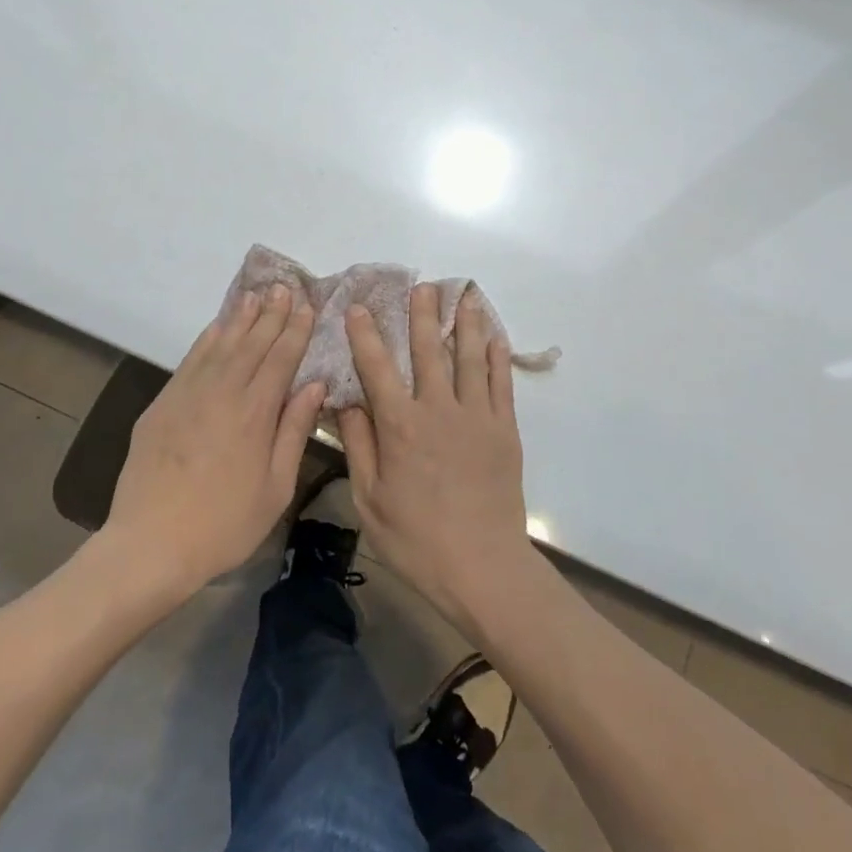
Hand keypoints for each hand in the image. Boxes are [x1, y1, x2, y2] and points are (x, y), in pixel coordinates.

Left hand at [106, 285, 323, 598]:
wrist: (151, 544)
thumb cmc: (225, 524)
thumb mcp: (276, 487)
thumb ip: (294, 431)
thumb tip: (314, 385)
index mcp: (256, 413)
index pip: (281, 359)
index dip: (296, 330)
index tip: (307, 306)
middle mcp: (223, 393)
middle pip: (252, 344)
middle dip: (271, 315)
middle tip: (284, 288)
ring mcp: (188, 395)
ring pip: (220, 345)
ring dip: (240, 319)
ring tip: (255, 296)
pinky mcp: (162, 405)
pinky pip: (189, 361)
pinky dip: (206, 340)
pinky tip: (217, 328)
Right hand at [337, 283, 538, 636]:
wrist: (482, 567)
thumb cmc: (416, 539)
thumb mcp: (370, 500)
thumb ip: (360, 446)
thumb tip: (348, 401)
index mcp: (400, 426)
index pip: (377, 368)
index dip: (366, 335)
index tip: (360, 307)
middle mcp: (439, 410)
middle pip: (429, 351)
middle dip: (422, 315)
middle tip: (422, 285)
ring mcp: (476, 417)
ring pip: (469, 358)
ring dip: (465, 323)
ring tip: (464, 294)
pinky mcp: (504, 430)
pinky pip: (500, 384)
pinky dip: (497, 357)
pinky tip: (494, 337)